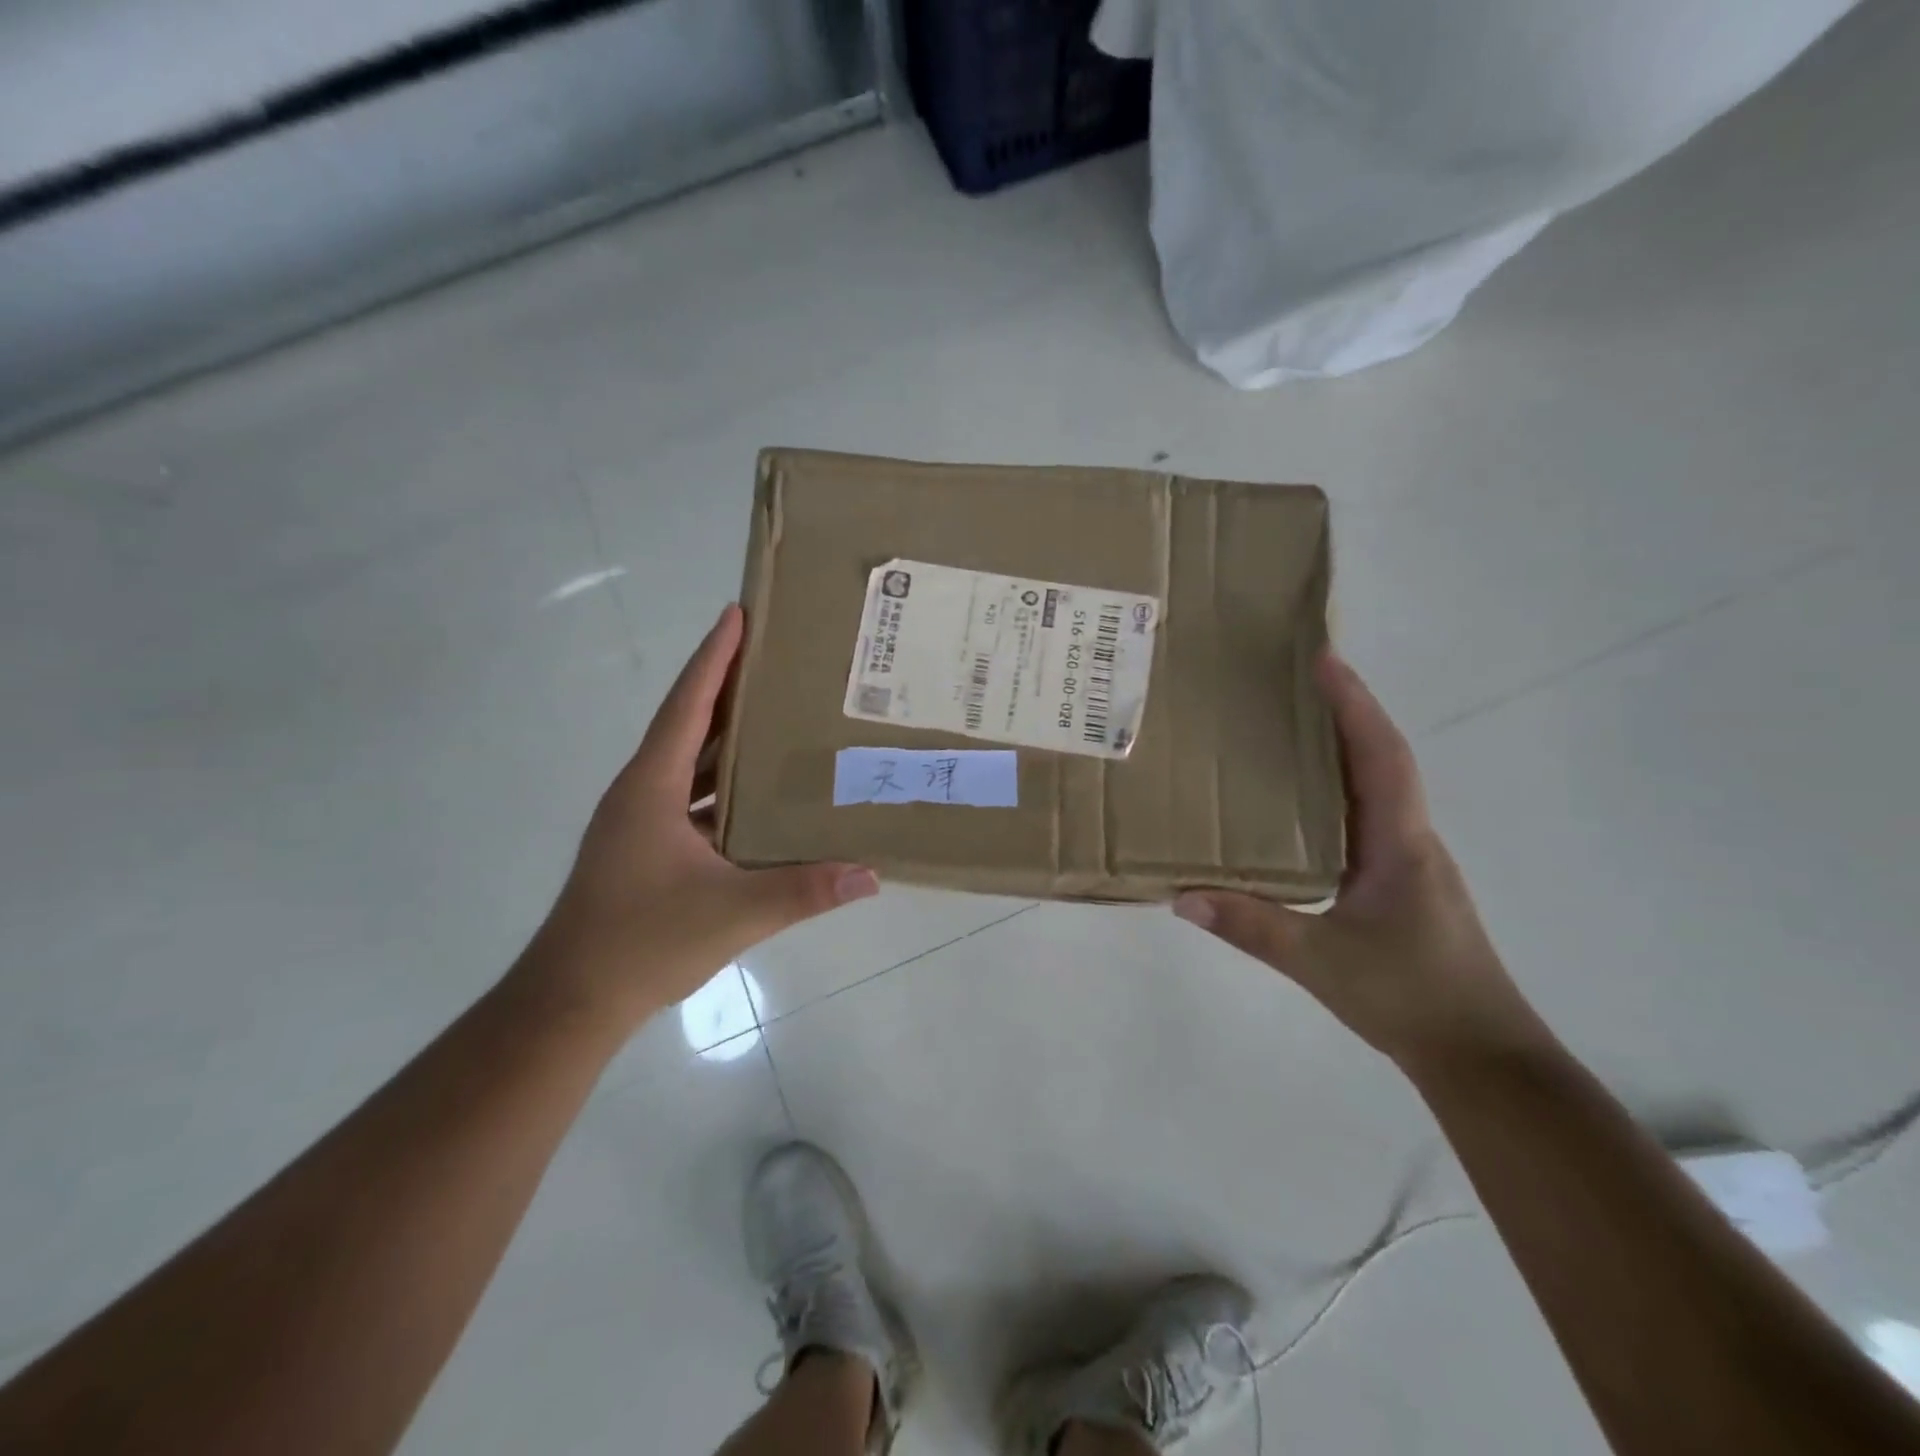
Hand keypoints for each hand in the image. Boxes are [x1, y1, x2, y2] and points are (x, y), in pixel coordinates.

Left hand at [524, 605, 877, 1021]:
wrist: (573, 1000)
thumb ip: (804, 891)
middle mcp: (642, 794)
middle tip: (774, 658)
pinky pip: (693, 800)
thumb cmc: (641, 941)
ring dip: (726, 739)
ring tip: (776, 716)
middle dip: (727, 688)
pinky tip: (761, 795)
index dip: (712, 659)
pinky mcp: (648, 850)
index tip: (736, 615)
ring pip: (690, 765)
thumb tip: (870, 874)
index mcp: (650, 789)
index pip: (687, 707)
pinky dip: (724, 787)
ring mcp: (642, 823)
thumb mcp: (733, 913)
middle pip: (689, 725)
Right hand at [1173, 655, 1539, 1067]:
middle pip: (1378, 758)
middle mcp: (1408, 839)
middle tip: (1288, 682)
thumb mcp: (1322, 963)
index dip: (1354, 704)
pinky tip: (1294, 804)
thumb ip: (1252, 928)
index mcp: (1400, 843)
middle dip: (1341, 713)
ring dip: (1338, 749)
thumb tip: (1181, 896)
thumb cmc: (1411, 997)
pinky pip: (1361, 818)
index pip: (1381, 755)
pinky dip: (1332, 792)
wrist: (1481, 1056)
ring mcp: (1406, 861)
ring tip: (1284, 727)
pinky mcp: (1397, 882)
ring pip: (1372, 788)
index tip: (1323, 659)